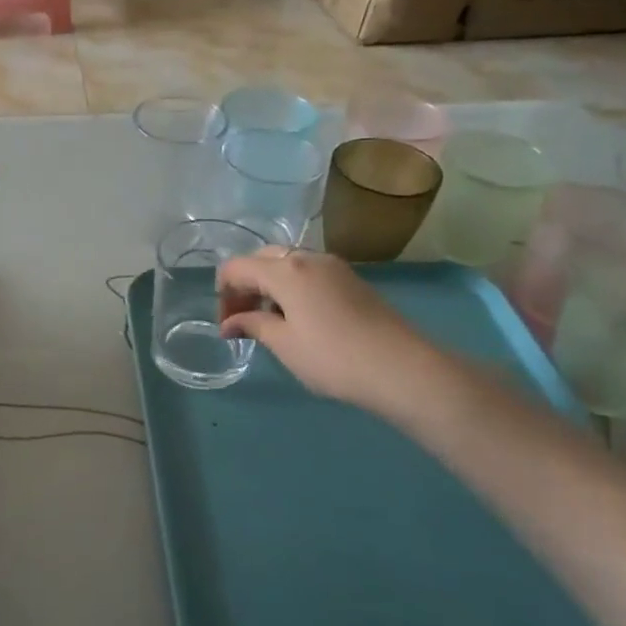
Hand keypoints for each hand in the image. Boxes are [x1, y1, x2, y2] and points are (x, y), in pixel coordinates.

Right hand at [217, 249, 450, 418]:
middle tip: (242, 320)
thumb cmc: (333, 357)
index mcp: (285, 270)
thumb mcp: (284, 344)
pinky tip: (298, 318)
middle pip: (262, 259)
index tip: (226, 325)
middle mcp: (307, 258)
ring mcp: (333, 267)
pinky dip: (292, 288)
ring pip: (287, 264)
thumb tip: (230, 323)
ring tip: (269, 321)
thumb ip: (252, 325)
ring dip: (269, 286)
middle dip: (245, 285)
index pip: (237, 267)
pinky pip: (309, 273)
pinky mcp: (351, 280)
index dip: (223, 293)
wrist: (402, 368)